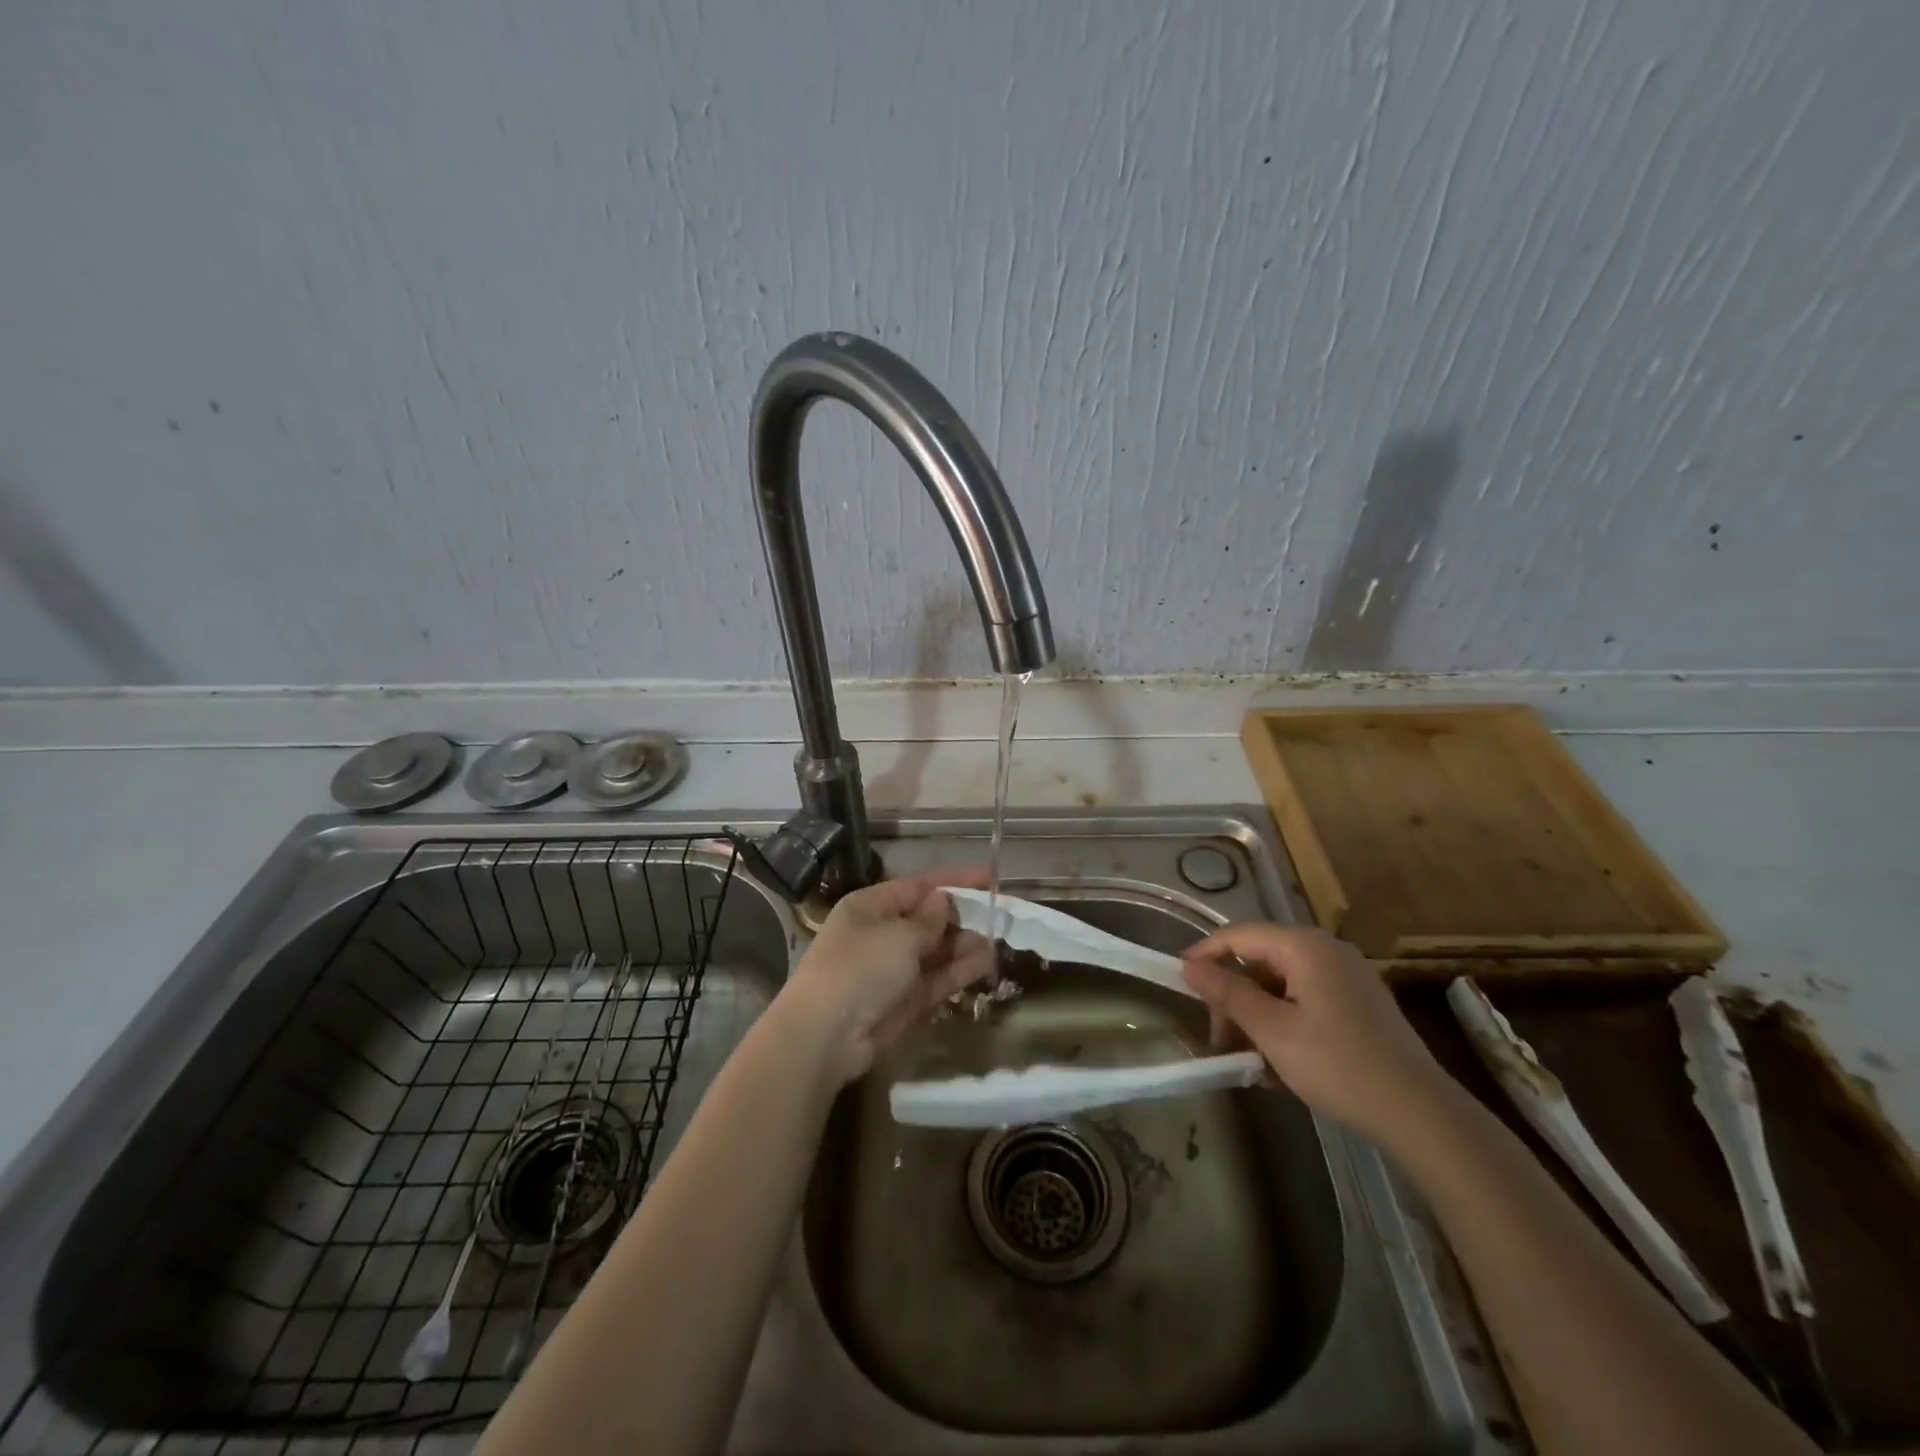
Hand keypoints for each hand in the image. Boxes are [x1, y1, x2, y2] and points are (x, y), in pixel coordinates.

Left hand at [775, 867, 994, 1084]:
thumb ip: (929, 919)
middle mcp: (882, 934)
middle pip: (928, 919)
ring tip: (1000, 938)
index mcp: (870, 907)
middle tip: (1001, 914)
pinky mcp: (905, 1001)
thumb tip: (943, 901)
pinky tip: (987, 962)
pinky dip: (960, 971)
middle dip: (962, 916)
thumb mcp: (899, 935)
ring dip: (965, 944)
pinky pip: (937, 979)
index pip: (918, 886)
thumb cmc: (860, 968)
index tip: (989, 877)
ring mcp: (893, 969)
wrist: (826, 1036)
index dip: (954, 880)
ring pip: (936, 951)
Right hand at [1180, 922, 1454, 1144]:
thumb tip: (1189, 966)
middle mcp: (1327, 951)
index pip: (1240, 935)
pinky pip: (1306, 1002)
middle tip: (1219, 1038)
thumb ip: (1228, 993)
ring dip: (1258, 1017)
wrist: (1421, 1115)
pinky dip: (1285, 1024)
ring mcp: (1347, 978)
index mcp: (1305, 947)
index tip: (1179, 981)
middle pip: (1261, 960)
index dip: (1206, 953)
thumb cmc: (1338, 1065)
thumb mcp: (1272, 1030)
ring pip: (1282, 985)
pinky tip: (1279, 1066)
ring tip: (1249, 1061)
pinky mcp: (1360, 1006)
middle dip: (1234, 997)